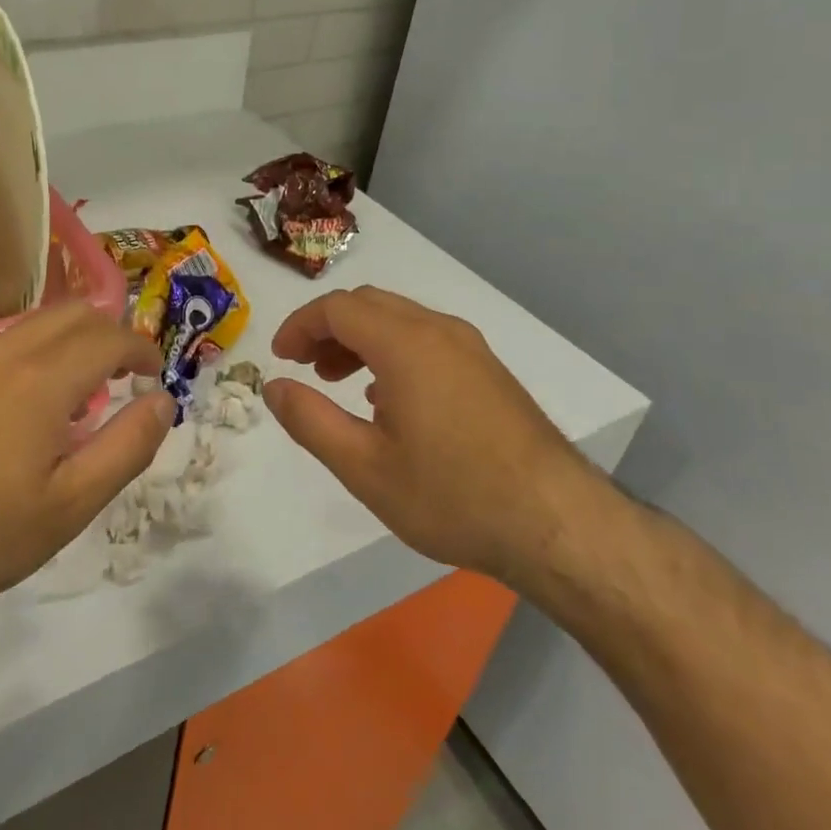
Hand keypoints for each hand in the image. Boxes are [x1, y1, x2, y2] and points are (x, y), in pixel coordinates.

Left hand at [0, 303, 173, 631]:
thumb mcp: (69, 506)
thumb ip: (126, 447)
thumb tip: (162, 402)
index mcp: (40, 380)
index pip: (108, 336)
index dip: (142, 348)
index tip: (155, 374)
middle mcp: (1, 353)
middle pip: (71, 312)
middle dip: (108, 333)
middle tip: (123, 375)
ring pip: (31, 325)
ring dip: (68, 342)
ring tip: (76, 393)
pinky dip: (29, 356)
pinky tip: (18, 408)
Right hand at [263, 286, 610, 588]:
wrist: (558, 524)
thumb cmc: (452, 496)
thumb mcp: (364, 467)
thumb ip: (310, 420)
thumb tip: (273, 386)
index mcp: (405, 344)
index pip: (337, 308)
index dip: (299, 326)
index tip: (280, 358)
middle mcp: (438, 331)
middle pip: (368, 304)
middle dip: (327, 328)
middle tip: (304, 368)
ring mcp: (470, 348)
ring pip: (399, 319)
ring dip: (359, 339)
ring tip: (338, 382)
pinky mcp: (489, 370)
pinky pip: (426, 339)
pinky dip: (391, 351)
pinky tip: (388, 398)